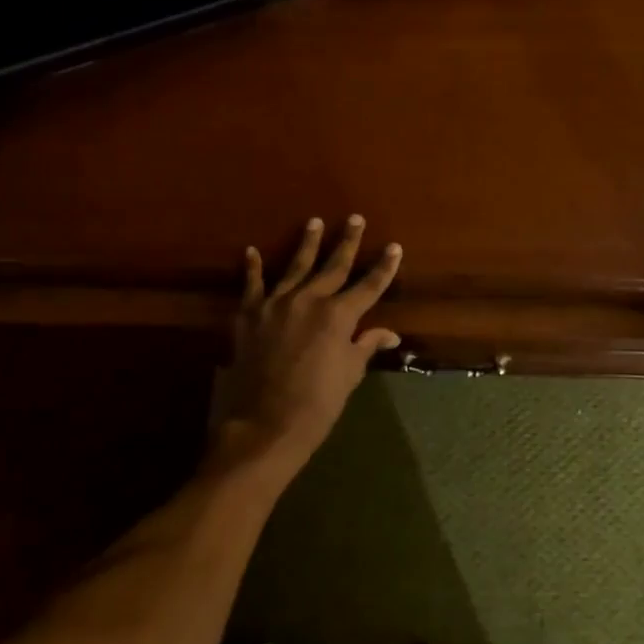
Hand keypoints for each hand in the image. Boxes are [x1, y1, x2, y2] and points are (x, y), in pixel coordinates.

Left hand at [215, 216, 402, 466]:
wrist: (265, 424)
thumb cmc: (318, 403)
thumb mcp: (349, 374)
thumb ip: (365, 345)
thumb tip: (389, 334)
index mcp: (339, 316)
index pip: (369, 285)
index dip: (384, 267)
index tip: (394, 247)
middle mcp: (309, 300)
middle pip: (333, 266)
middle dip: (347, 242)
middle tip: (355, 219)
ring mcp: (276, 305)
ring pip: (295, 266)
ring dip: (307, 243)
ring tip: (314, 222)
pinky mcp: (249, 315)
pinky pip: (252, 285)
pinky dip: (251, 268)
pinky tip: (250, 251)